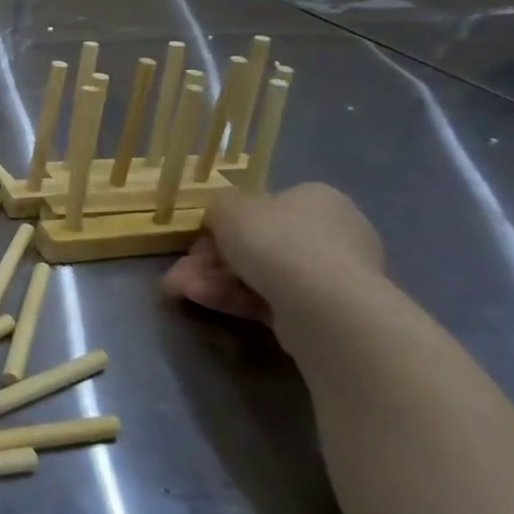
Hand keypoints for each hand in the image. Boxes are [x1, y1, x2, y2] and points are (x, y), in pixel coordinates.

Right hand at [163, 183, 382, 328]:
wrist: (321, 303)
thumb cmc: (275, 239)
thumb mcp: (228, 207)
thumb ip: (219, 207)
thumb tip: (220, 218)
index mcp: (318, 200)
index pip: (268, 206)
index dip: (228, 221)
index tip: (200, 235)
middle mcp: (333, 234)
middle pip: (259, 244)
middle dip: (212, 257)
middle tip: (182, 268)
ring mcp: (331, 277)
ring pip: (259, 274)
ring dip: (214, 279)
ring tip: (180, 288)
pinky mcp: (324, 313)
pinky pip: (270, 300)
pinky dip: (234, 298)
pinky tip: (202, 300)